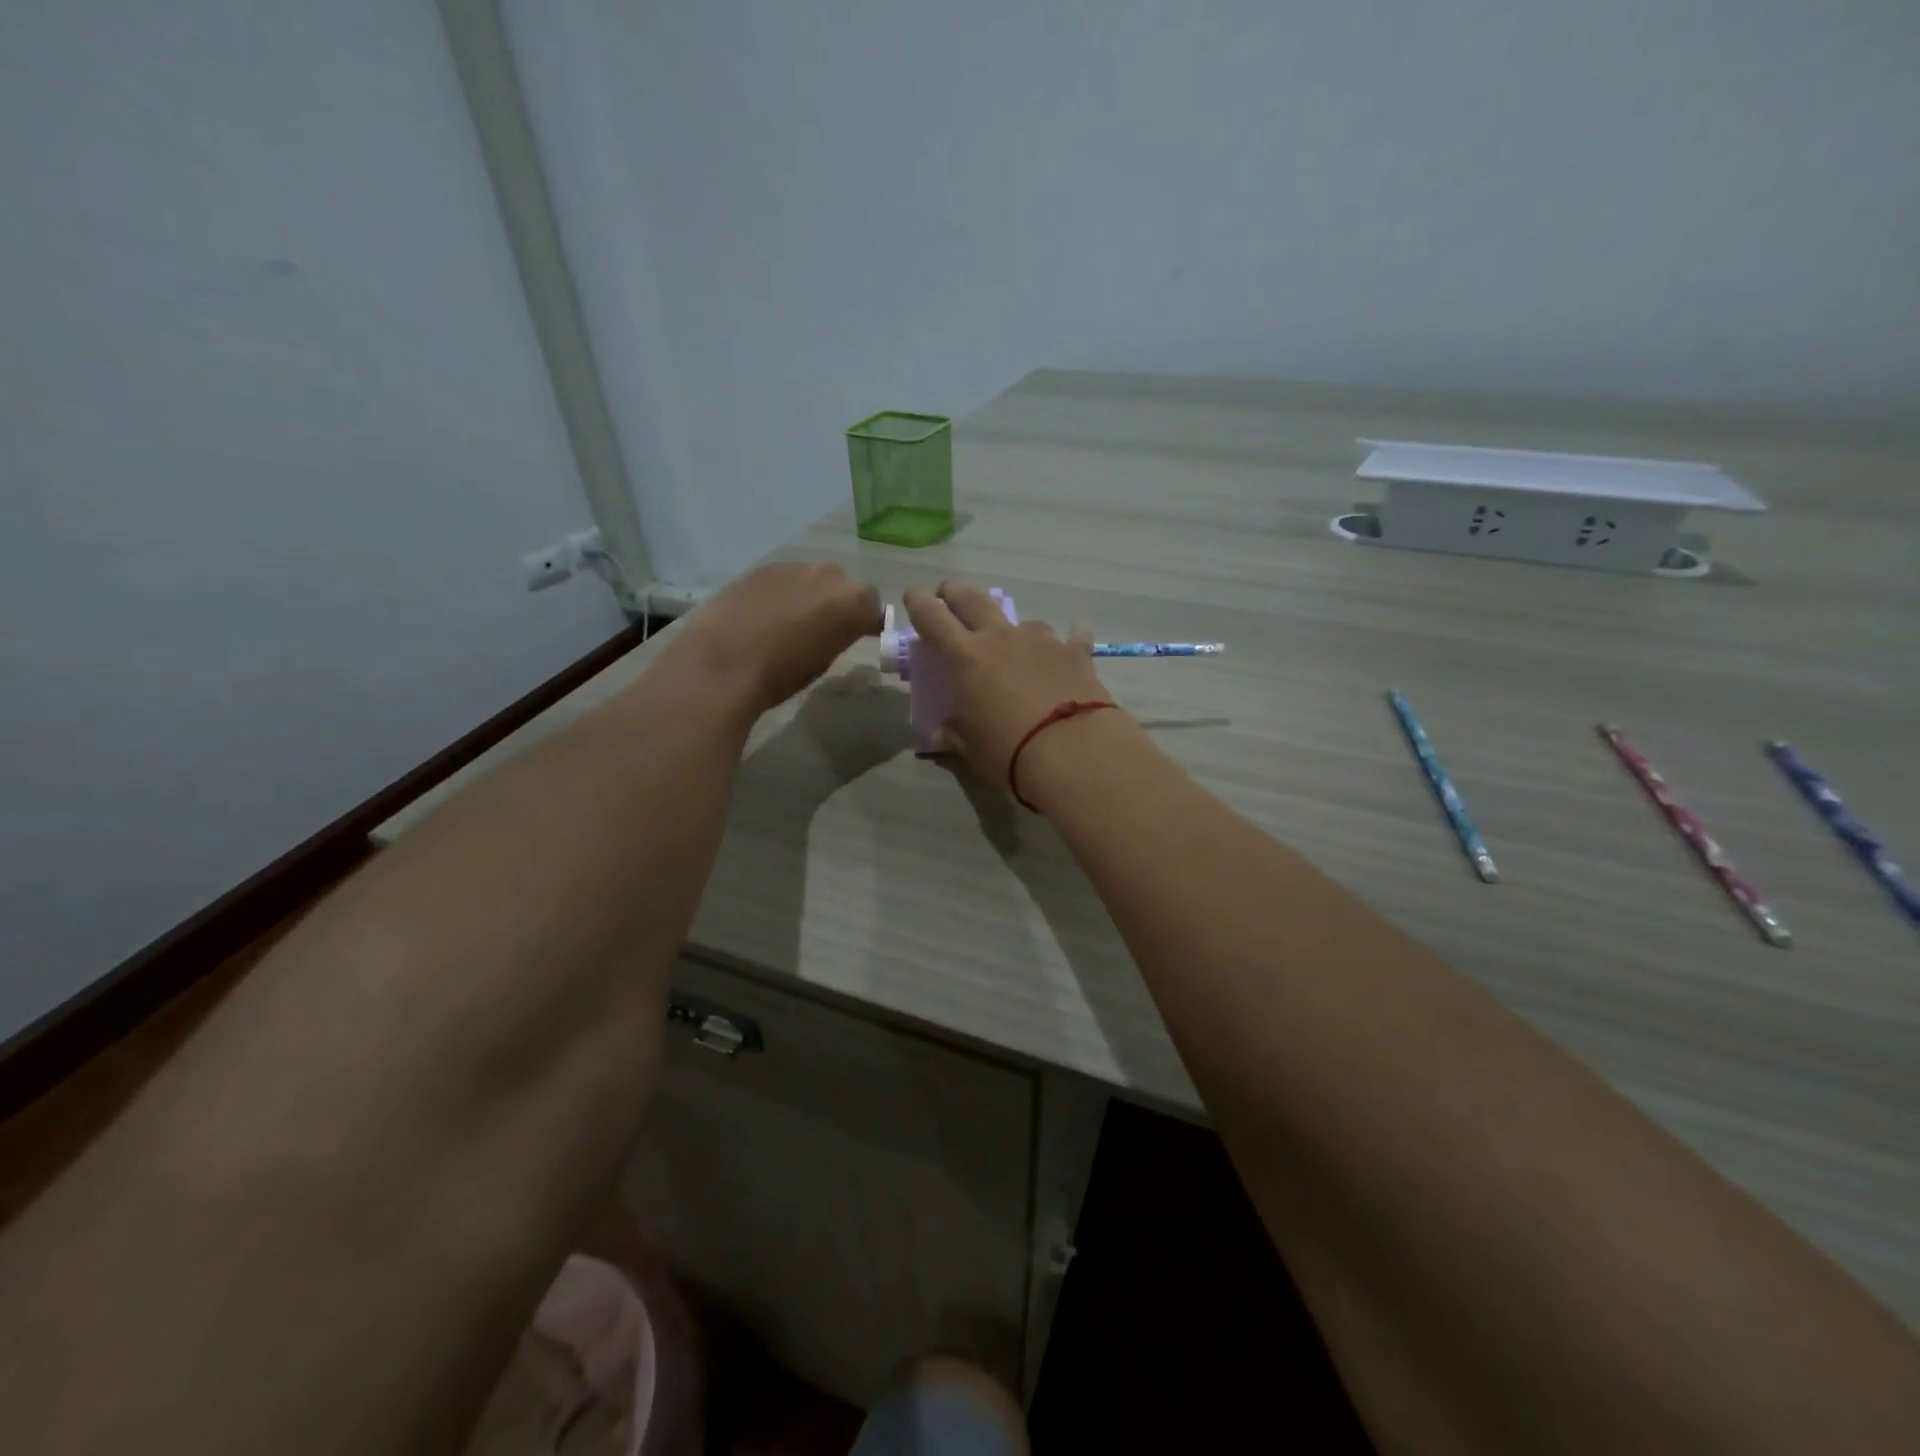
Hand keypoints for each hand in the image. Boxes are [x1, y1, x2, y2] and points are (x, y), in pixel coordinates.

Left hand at [675, 562, 882, 713]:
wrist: (723, 662)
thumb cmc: (781, 674)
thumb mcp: (824, 660)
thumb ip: (839, 635)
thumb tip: (837, 629)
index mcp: (853, 602)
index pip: (874, 608)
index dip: (867, 622)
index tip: (860, 636)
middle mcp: (829, 575)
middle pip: (845, 586)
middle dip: (839, 603)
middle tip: (824, 628)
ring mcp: (794, 566)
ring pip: (813, 578)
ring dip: (811, 594)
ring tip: (792, 620)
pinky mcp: (763, 567)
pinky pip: (785, 578)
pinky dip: (783, 591)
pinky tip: (765, 613)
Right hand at [902, 580, 1115, 793]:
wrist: (1072, 751)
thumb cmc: (1008, 751)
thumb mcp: (970, 747)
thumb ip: (953, 733)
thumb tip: (939, 732)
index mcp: (967, 657)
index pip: (933, 618)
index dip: (920, 603)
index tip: (914, 595)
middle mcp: (1002, 638)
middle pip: (974, 600)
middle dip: (956, 593)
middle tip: (949, 594)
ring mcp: (1042, 642)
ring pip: (1022, 621)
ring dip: (1013, 628)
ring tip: (1014, 643)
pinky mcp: (1076, 654)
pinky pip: (1073, 636)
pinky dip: (1070, 635)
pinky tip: (1075, 633)